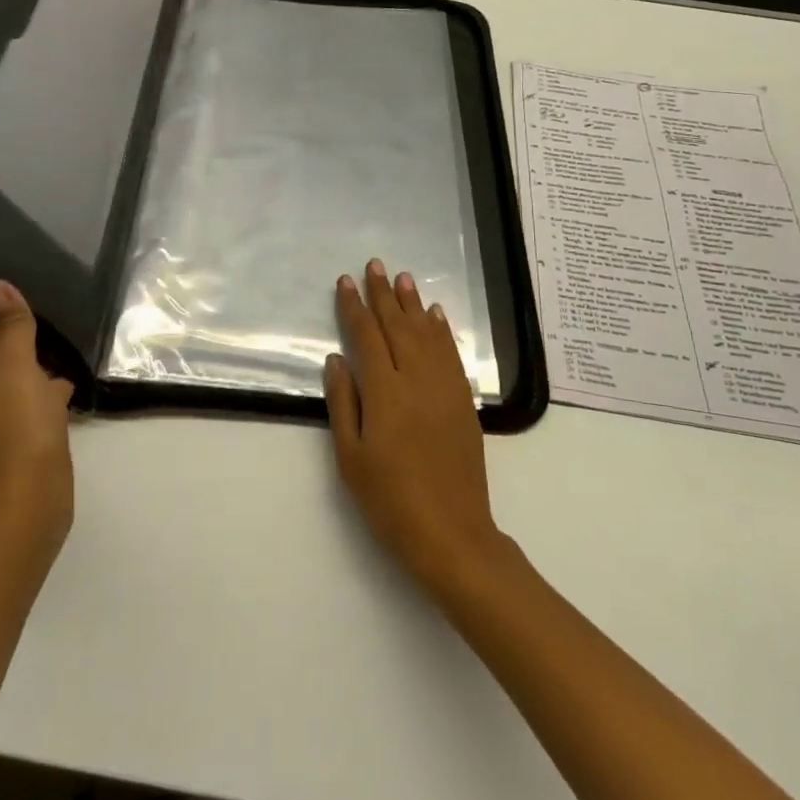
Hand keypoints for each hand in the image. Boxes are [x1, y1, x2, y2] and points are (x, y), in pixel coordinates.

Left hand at [0, 280, 74, 555]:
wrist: (30, 499)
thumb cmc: (19, 426)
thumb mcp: (16, 366)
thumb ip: (10, 325)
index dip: (2, 297)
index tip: (36, 276)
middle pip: (3, 337)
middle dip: (29, 320)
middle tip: (63, 295)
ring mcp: (6, 404)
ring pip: (25, 362)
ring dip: (46, 348)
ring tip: (77, 325)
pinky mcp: (29, 423)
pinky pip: (41, 387)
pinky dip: (56, 377)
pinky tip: (81, 370)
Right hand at [323, 259, 505, 595]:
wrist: (451, 534)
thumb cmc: (390, 500)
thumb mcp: (351, 457)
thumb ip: (343, 402)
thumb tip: (336, 358)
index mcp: (384, 391)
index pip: (366, 336)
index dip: (354, 306)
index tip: (345, 281)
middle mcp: (416, 379)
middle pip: (398, 326)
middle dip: (383, 294)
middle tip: (375, 264)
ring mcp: (444, 388)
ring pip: (426, 333)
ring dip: (413, 303)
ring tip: (403, 277)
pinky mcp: (463, 401)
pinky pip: (451, 354)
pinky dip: (441, 330)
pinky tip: (435, 315)